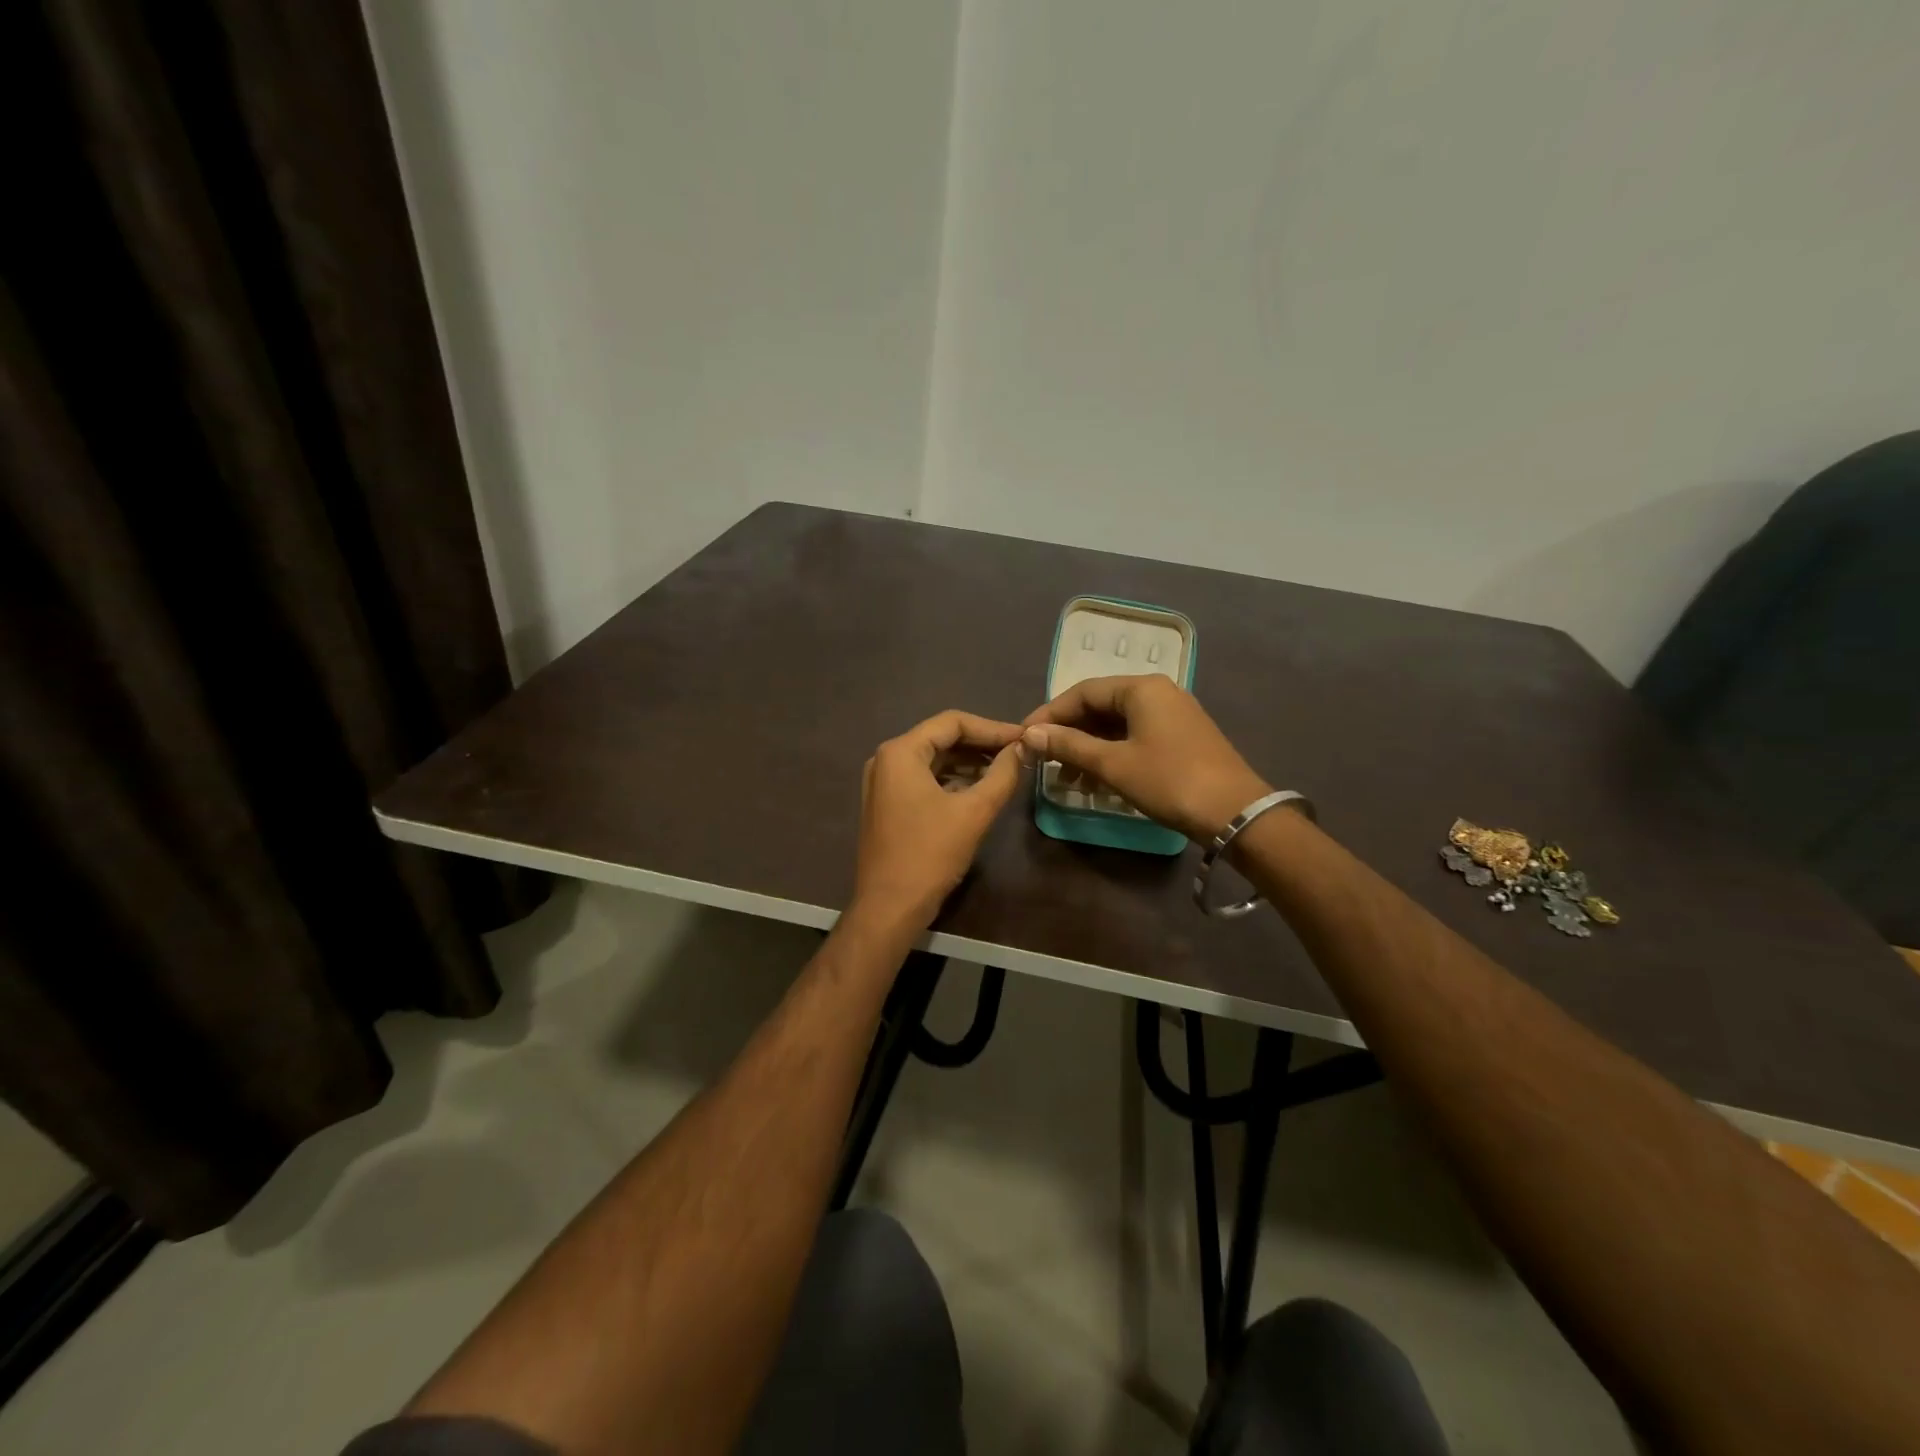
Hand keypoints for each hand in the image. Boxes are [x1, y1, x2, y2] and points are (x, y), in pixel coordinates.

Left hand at [853, 711, 1026, 930]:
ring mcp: (883, 782)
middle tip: (1018, 752)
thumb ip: (1002, 774)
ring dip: (968, 762)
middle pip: (941, 738)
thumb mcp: (974, 812)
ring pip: (934, 760)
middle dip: (981, 744)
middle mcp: (886, 759)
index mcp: (901, 752)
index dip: (992, 728)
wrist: (890, 907)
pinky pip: (924, 779)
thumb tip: (1023, 748)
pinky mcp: (887, 804)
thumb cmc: (930, 855)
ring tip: (1006, 769)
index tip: (1023, 738)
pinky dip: (953, 780)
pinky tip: (980, 788)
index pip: (952, 722)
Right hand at [1021, 675, 1268, 840]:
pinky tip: (1096, 780)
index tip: (1024, 737)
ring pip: (1116, 725)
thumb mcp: (1114, 764)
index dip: (1050, 714)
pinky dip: (1111, 754)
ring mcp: (1172, 715)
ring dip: (1088, 748)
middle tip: (1043, 760)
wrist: (1236, 813)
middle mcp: (1158, 692)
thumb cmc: (1169, 781)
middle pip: (1100, 706)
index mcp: (1141, 688)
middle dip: (1069, 734)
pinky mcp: (1181, 738)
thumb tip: (1030, 734)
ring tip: (1066, 779)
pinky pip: (1134, 737)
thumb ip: (1070, 745)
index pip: (1082, 692)